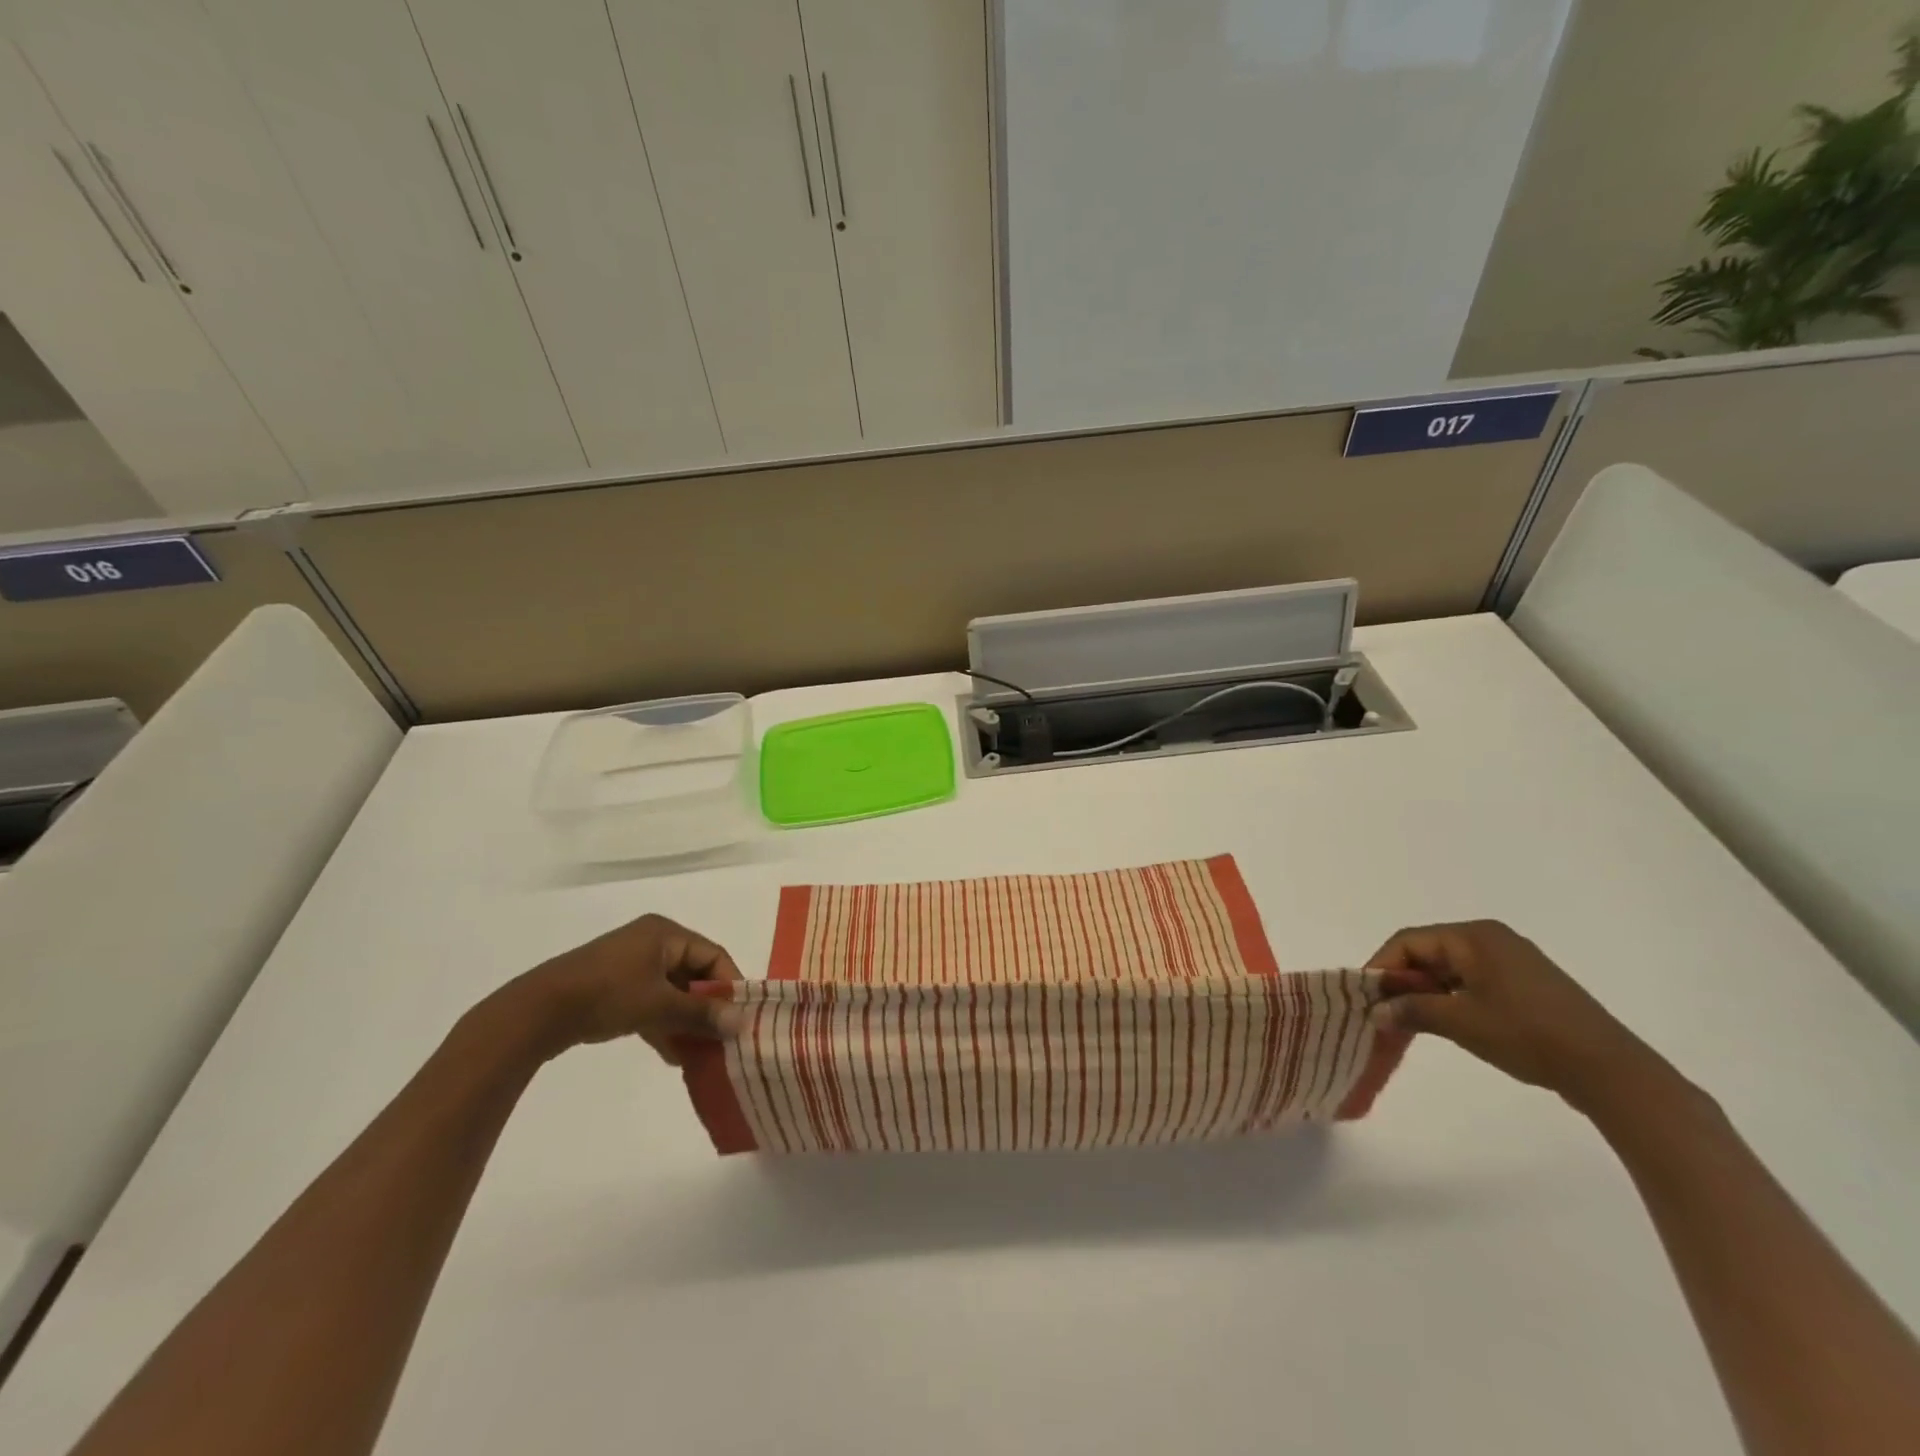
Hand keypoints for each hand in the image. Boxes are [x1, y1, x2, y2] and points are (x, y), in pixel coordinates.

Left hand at [516, 913, 743, 1063]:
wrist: (538, 1012)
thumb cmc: (607, 995)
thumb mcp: (660, 1005)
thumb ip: (702, 1013)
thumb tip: (741, 1023)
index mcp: (665, 932)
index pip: (713, 954)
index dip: (729, 984)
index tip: (740, 1016)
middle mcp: (651, 941)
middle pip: (693, 973)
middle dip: (708, 1006)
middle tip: (722, 1036)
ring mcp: (630, 964)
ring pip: (672, 991)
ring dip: (686, 1020)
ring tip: (700, 1052)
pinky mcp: (613, 986)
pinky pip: (651, 1001)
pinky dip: (663, 1023)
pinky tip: (673, 1055)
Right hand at [1367, 920, 1664, 1110]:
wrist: (1610, 1071)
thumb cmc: (1527, 1035)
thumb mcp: (1460, 1023)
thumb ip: (1411, 1010)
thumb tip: (1376, 1011)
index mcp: (1473, 936)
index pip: (1408, 942)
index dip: (1381, 968)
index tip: (1367, 999)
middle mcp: (1491, 938)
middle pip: (1429, 951)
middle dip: (1403, 981)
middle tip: (1386, 1012)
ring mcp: (1513, 960)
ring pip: (1451, 968)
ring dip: (1428, 992)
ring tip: (1413, 1022)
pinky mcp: (1528, 984)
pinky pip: (1475, 981)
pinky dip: (1453, 997)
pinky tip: (1450, 1023)